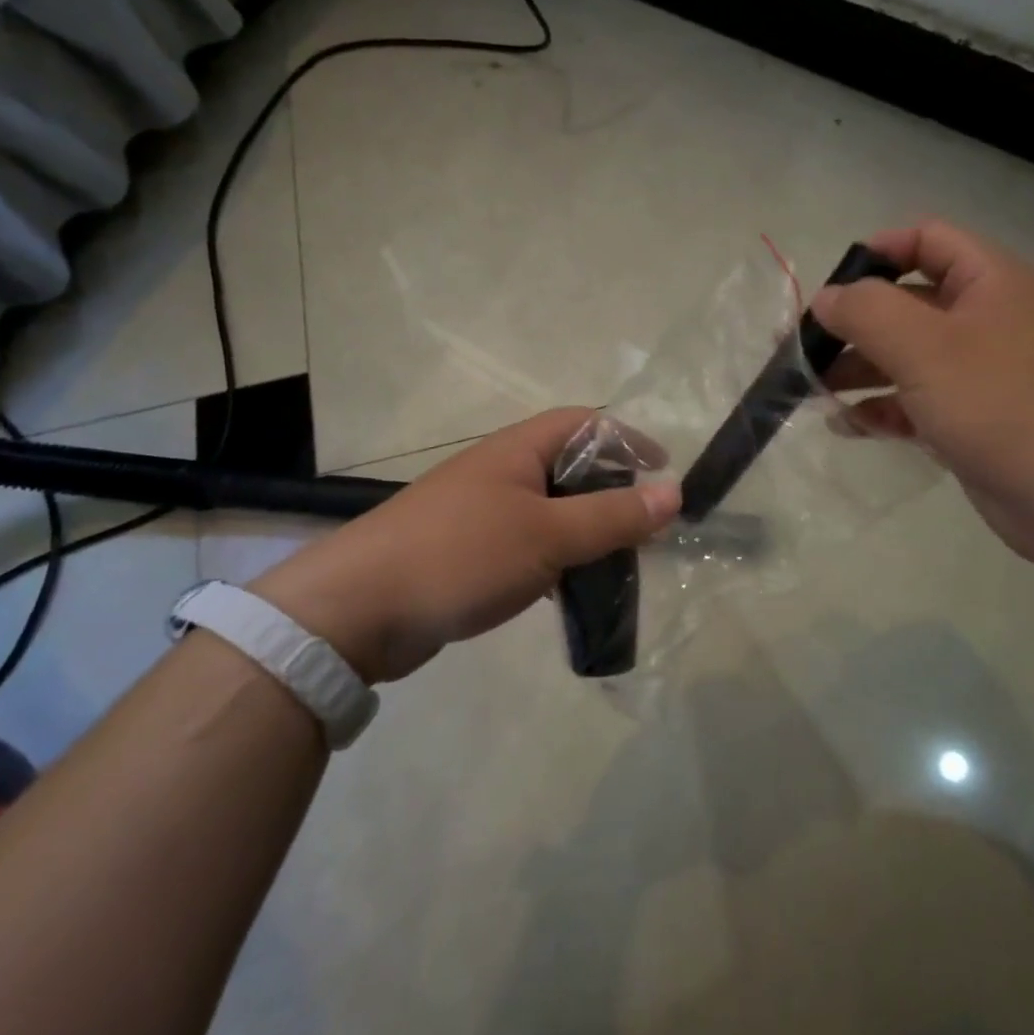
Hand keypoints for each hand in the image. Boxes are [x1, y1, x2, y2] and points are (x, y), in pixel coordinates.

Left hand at [249, 408, 680, 682]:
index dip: (627, 440)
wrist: (358, 610)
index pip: (584, 424)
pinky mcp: (469, 553)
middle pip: (570, 468)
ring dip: (587, 531)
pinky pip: (528, 544)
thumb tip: (675, 494)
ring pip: (551, 511)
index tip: (663, 472)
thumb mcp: (548, 535)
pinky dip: (557, 559)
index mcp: (517, 451)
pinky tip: (571, 588)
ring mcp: (481, 513)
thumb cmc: (461, 556)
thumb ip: (613, 516)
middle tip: (647, 527)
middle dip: (613, 492)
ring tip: (620, 562)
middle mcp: (500, 472)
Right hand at [813, 220, 1033, 568]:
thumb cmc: (1002, 404)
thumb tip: (825, 298)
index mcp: (989, 282)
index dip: (876, 253)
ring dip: (860, 371)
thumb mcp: (925, 347)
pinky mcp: (975, 423)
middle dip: (854, 325)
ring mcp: (982, 376)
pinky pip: (918, 404)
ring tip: (812, 392)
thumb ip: (866, 313)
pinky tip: (848, 426)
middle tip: (802, 351)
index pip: (926, 240)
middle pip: (908, 305)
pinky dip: (883, 410)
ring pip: (908, 359)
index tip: (830, 289)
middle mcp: (987, 321)